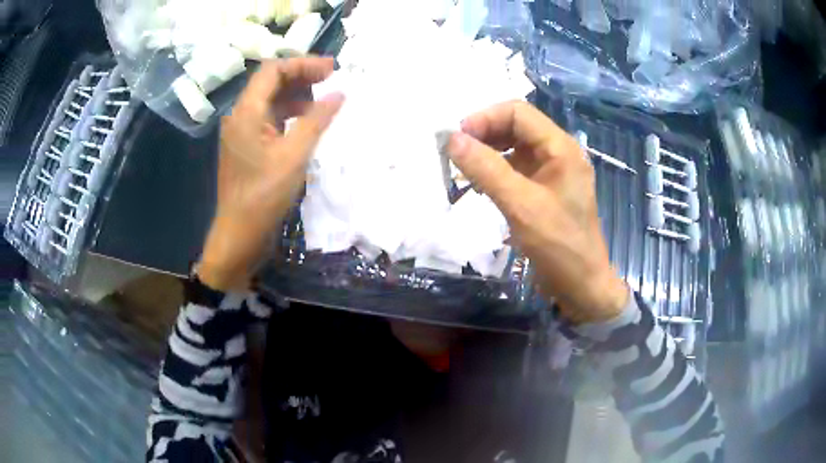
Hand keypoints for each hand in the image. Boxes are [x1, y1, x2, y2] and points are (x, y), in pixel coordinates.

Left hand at [198, 57, 344, 290]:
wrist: (240, 234)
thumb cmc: (264, 197)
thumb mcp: (294, 156)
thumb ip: (316, 120)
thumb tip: (339, 94)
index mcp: (246, 112)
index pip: (273, 71)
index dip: (302, 64)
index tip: (331, 69)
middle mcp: (241, 116)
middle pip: (270, 82)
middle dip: (301, 76)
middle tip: (332, 79)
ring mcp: (243, 131)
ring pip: (271, 100)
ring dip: (297, 94)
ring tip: (324, 99)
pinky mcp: (248, 145)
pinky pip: (270, 118)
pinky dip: (290, 113)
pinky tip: (307, 121)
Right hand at [446, 101, 627, 323]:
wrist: (582, 286)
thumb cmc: (559, 246)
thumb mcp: (521, 206)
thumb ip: (487, 170)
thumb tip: (452, 139)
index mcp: (560, 148)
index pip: (518, 112)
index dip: (485, 119)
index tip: (457, 139)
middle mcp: (557, 152)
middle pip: (515, 126)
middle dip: (484, 134)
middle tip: (455, 154)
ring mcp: (552, 171)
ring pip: (514, 147)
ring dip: (487, 152)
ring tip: (463, 168)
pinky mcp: (544, 189)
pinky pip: (516, 168)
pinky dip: (495, 170)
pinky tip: (480, 184)